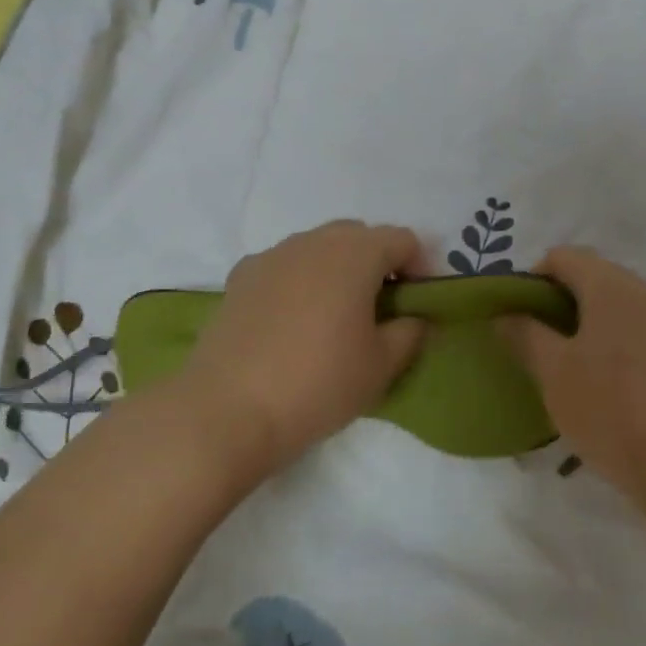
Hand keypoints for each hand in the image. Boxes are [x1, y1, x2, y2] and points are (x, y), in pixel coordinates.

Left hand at [175, 221, 427, 475]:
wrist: (226, 410)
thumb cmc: (318, 384)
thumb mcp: (381, 366)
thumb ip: (409, 333)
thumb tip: (413, 318)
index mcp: (355, 254)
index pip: (402, 239)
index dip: (419, 266)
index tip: (416, 303)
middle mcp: (314, 242)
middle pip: (359, 235)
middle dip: (377, 262)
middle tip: (381, 307)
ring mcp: (272, 256)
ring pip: (318, 246)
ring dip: (337, 267)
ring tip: (336, 314)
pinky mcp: (240, 278)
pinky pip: (284, 265)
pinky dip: (300, 279)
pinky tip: (293, 319)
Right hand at [501, 246, 645, 516]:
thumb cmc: (611, 410)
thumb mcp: (554, 373)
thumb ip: (525, 335)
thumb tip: (505, 314)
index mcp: (613, 286)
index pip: (563, 257)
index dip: (532, 279)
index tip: (516, 315)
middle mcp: (645, 291)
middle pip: (593, 277)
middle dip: (558, 302)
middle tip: (534, 341)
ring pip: (616, 306)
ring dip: (586, 323)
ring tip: (564, 364)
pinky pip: (638, 329)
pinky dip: (613, 341)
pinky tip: (600, 381)